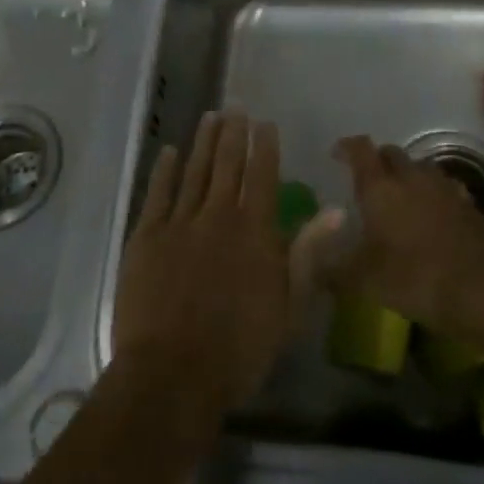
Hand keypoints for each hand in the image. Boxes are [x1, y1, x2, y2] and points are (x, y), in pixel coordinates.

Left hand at [113, 112, 325, 417]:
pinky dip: (165, 170)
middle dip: (234, 134)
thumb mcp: (288, 307)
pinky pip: (158, 193)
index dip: (265, 147)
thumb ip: (308, 253)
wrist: (173, 374)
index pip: (263, 176)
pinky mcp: (147, 237)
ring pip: (195, 171)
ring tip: (211, 117)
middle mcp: (218, 216)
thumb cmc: (239, 349)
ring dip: (204, 142)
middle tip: (236, 108)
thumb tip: (336, 210)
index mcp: (254, 231)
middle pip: (227, 165)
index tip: (265, 123)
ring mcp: (179, 223)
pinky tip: (170, 152)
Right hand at [330, 135, 483, 338]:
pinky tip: (432, 216)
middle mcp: (411, 177)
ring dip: (406, 176)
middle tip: (367, 182)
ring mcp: (444, 187)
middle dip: (377, 161)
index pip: (360, 149)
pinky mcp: (469, 204)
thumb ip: (333, 271)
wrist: (483, 291)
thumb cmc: (415, 279)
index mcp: (380, 187)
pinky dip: (432, 195)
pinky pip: (444, 188)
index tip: (336, 154)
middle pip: (390, 153)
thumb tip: (312, 266)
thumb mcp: (364, 282)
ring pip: (419, 168)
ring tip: (399, 198)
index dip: (346, 147)